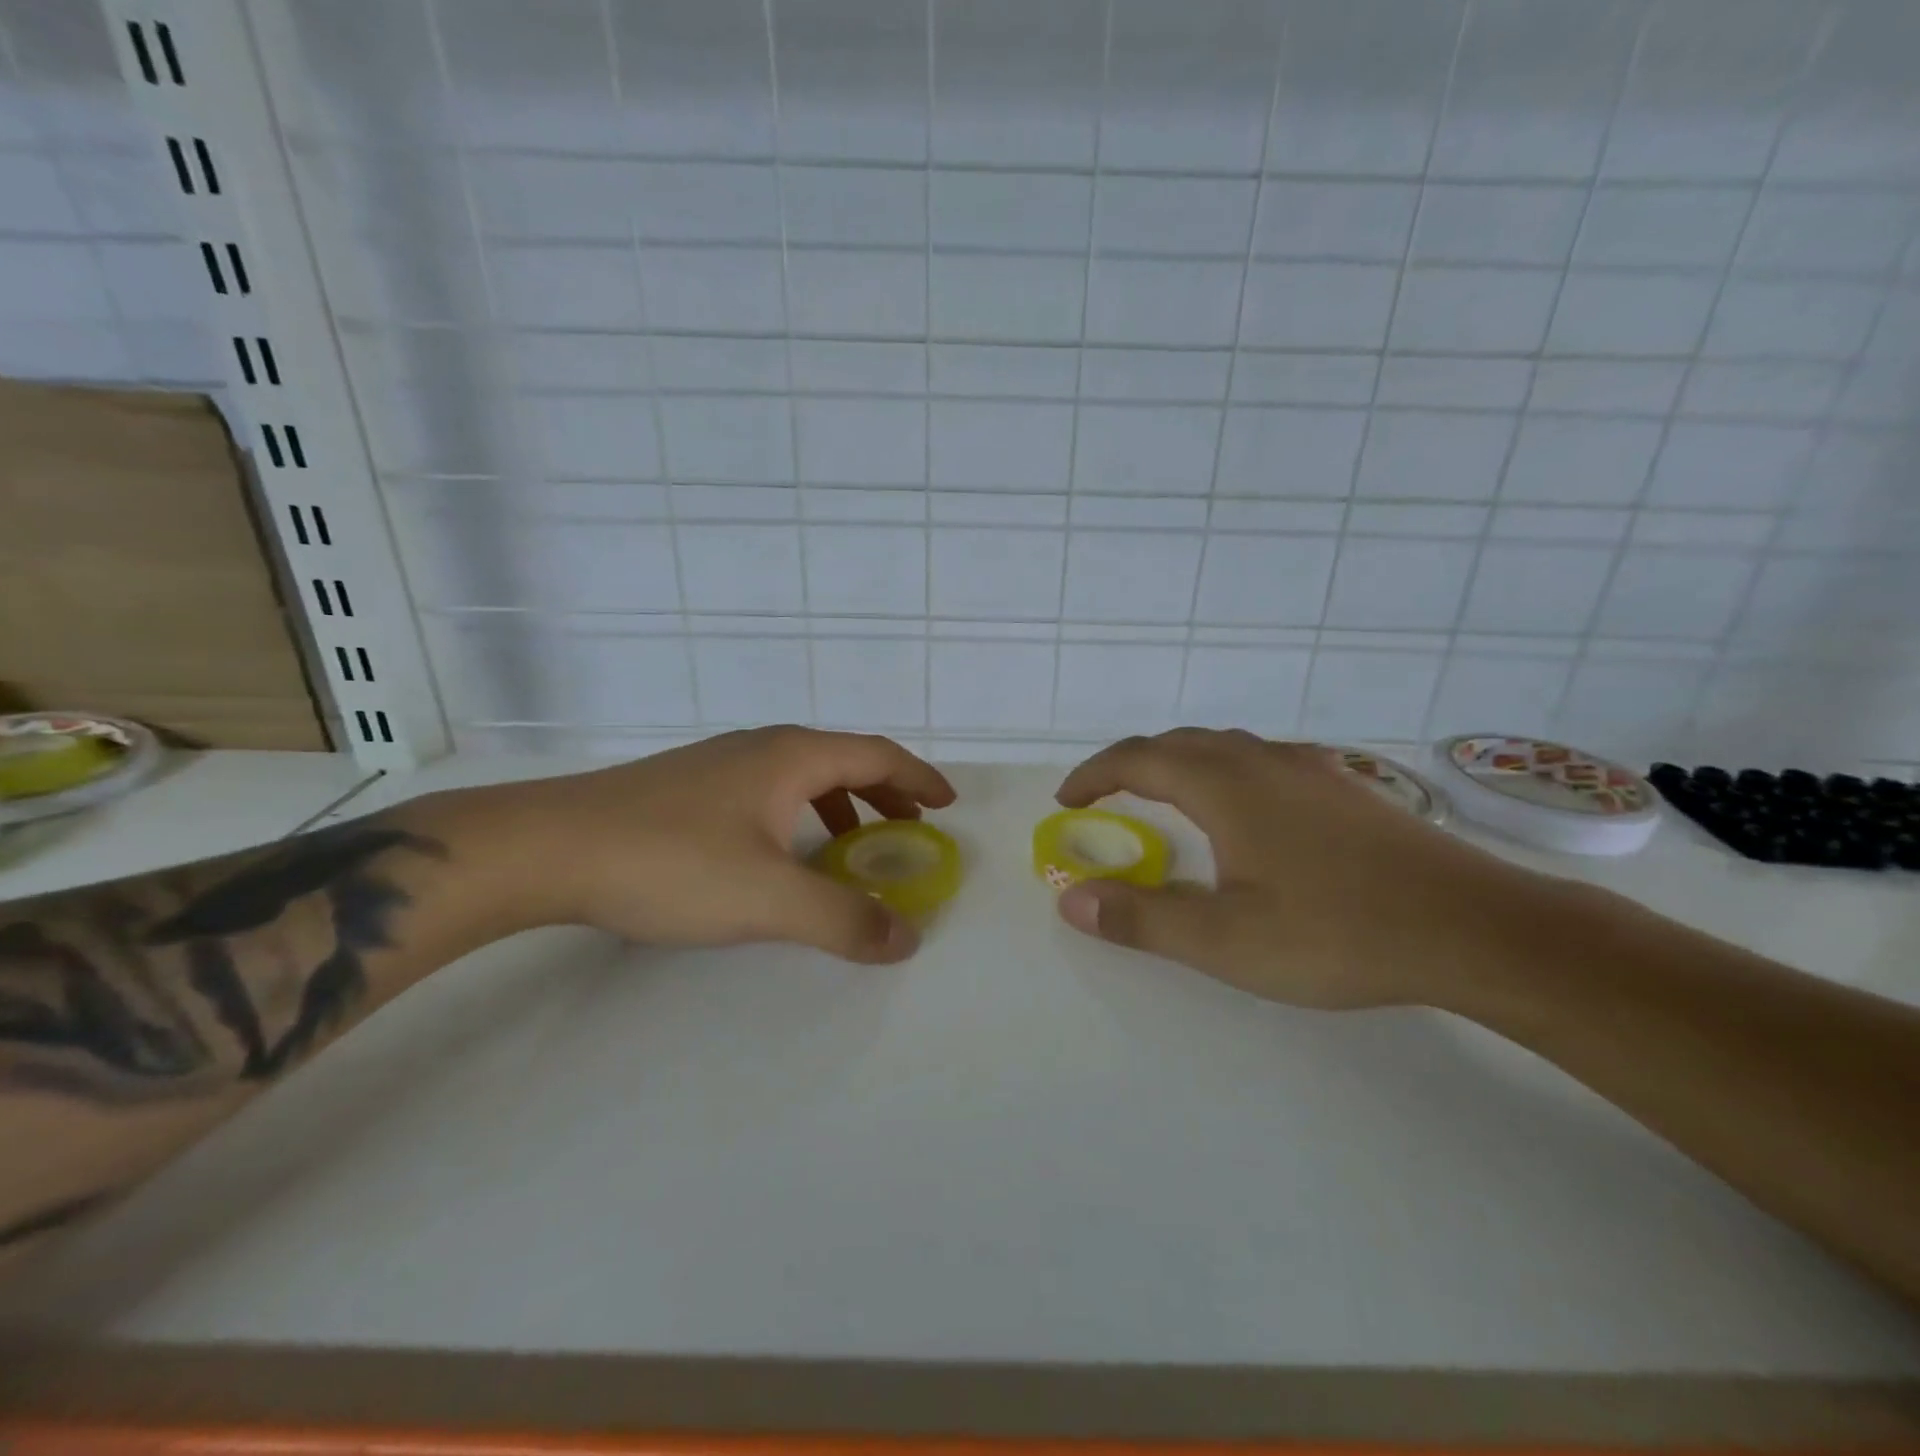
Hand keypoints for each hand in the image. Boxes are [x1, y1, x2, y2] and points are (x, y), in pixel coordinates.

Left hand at [476, 727, 955, 963]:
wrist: (546, 848)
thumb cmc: (669, 863)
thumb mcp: (768, 899)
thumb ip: (842, 918)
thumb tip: (907, 937)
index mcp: (791, 757)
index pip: (876, 755)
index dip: (918, 778)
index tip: (948, 802)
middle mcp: (760, 748)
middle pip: (843, 759)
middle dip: (885, 791)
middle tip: (911, 826)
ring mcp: (720, 764)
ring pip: (802, 775)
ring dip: (841, 803)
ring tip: (854, 843)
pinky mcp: (688, 788)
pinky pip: (768, 791)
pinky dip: (800, 814)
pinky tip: (780, 851)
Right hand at [1053, 729, 1558, 1007]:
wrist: (1476, 928)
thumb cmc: (1337, 932)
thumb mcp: (1224, 940)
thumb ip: (1140, 918)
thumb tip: (1070, 898)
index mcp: (1225, 785)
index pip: (1137, 760)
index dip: (1093, 775)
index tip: (1066, 801)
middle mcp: (1262, 760)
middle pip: (1178, 743)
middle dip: (1130, 763)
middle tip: (1104, 797)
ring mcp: (1310, 768)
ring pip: (1224, 746)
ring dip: (1179, 762)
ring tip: (1163, 798)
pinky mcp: (1345, 787)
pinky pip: (1262, 760)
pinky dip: (1224, 771)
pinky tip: (1244, 809)